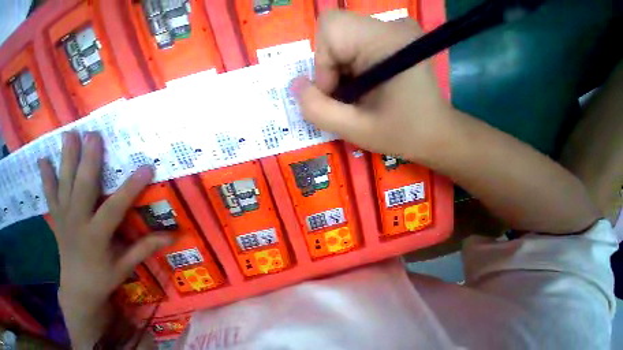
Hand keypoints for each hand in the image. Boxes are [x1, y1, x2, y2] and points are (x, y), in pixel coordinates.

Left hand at [38, 131, 172, 347]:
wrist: (75, 289)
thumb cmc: (104, 277)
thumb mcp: (126, 266)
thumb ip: (146, 248)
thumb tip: (175, 234)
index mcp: (95, 236)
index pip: (114, 207)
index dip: (131, 187)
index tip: (146, 168)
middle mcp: (76, 223)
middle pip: (81, 188)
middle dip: (88, 160)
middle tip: (93, 136)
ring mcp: (63, 219)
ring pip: (63, 185)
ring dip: (66, 159)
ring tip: (68, 136)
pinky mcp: (57, 218)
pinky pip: (50, 195)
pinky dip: (47, 177)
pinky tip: (44, 161)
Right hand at [293, 10, 453, 161]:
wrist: (433, 135)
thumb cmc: (399, 134)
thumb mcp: (355, 130)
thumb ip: (320, 111)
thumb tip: (295, 87)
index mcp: (385, 41)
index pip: (330, 28)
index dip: (322, 66)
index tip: (335, 96)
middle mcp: (389, 28)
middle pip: (334, 39)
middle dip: (329, 77)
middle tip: (344, 105)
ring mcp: (390, 36)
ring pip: (340, 49)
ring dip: (338, 81)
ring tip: (354, 104)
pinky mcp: (389, 47)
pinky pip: (352, 56)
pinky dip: (347, 80)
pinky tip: (360, 97)